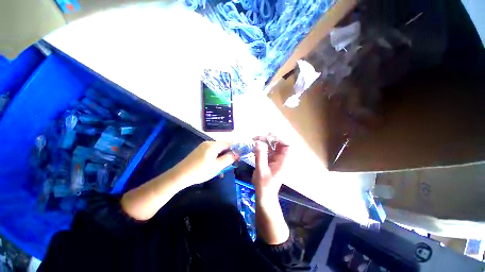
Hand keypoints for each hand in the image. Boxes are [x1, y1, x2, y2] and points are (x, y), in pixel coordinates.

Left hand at [174, 141, 236, 185]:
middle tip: (229, 166)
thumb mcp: (217, 166)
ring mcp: (203, 147)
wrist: (179, 176)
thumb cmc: (200, 171)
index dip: (235, 150)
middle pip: (223, 147)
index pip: (229, 144)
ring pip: (217, 151)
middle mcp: (208, 143)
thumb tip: (237, 154)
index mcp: (213, 145)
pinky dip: (214, 159)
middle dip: (227, 156)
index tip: (237, 159)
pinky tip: (213, 168)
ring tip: (221, 170)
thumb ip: (228, 159)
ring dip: (221, 159)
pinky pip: (211, 153)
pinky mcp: (199, 152)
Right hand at [252, 136, 288, 198]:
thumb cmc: (264, 185)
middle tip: (258, 137)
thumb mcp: (261, 170)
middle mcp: (280, 159)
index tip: (268, 136)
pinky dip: (262, 147)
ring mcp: (275, 159)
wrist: (264, 195)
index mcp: (283, 161)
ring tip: (255, 140)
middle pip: (279, 144)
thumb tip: (258, 142)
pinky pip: (267, 151)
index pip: (287, 146)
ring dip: (265, 142)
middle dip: (269, 139)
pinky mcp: (270, 161)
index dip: (280, 139)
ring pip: (272, 147)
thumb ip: (260, 155)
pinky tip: (255, 146)